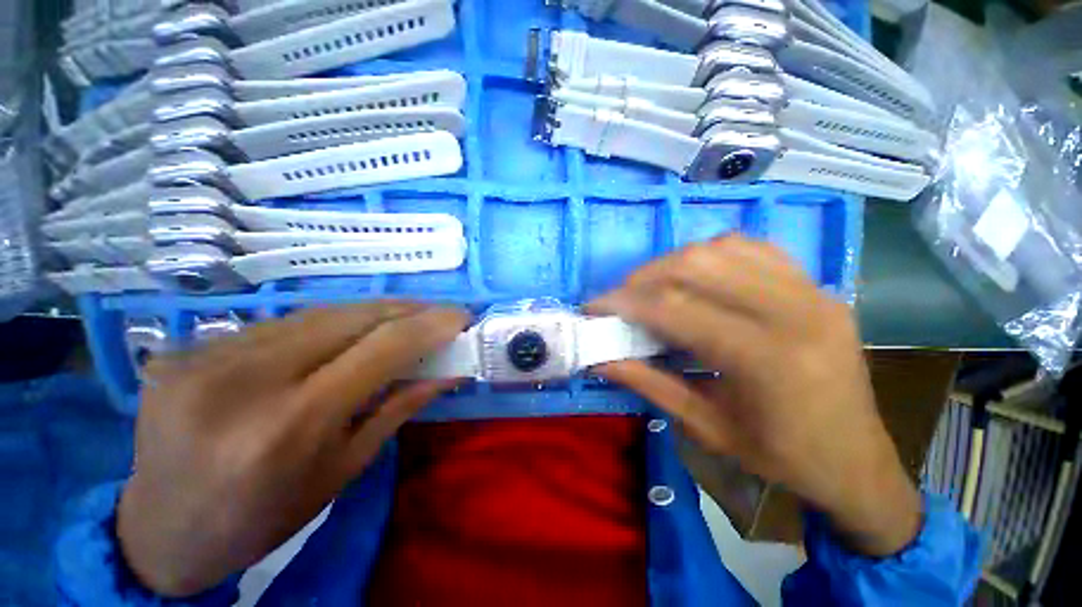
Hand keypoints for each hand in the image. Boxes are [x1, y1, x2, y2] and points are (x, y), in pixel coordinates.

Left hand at [117, 302, 467, 596]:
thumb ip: (400, 408)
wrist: (161, 531)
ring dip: (371, 312)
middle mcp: (245, 380)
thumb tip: (448, 372)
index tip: (461, 316)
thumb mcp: (344, 469)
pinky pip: (280, 324)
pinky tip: (343, 332)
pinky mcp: (187, 349)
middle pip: (350, 318)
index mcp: (290, 424)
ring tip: (401, 318)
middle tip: (437, 312)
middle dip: (406, 309)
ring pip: (316, 313)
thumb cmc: (264, 516)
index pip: (382, 348)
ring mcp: (206, 357)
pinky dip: (326, 323)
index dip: (431, 324)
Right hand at [589, 236, 920, 556]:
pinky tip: (696, 276)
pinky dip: (710, 255)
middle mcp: (794, 311)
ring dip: (672, 263)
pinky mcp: (817, 286)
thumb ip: (650, 384)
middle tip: (619, 299)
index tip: (594, 307)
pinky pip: (752, 248)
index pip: (675, 308)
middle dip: (642, 278)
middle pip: (696, 266)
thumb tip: (602, 359)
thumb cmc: (783, 458)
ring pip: (721, 249)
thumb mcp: (707, 429)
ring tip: (651, 288)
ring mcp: (811, 291)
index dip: (624, 303)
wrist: (858, 461)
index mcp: (766, 359)